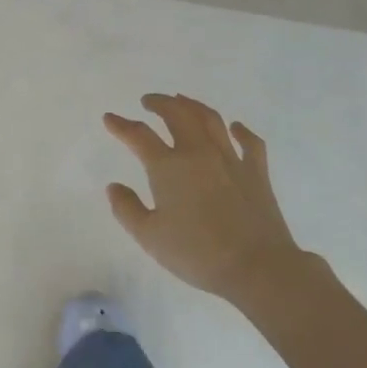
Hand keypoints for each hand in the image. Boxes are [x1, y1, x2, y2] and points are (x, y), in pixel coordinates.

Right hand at [104, 93, 314, 307]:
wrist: (257, 267)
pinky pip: (249, 142)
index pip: (139, 135)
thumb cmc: (198, 254)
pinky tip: (235, 127)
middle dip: (159, 103)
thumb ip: (127, 209)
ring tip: (182, 101)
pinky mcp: (256, 172)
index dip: (121, 125)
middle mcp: (198, 152)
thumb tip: (114, 186)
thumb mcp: (150, 237)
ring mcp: (230, 158)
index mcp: (168, 166)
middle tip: (148, 101)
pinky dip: (241, 131)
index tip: (109, 118)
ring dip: (193, 105)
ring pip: (210, 119)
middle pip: (177, 114)